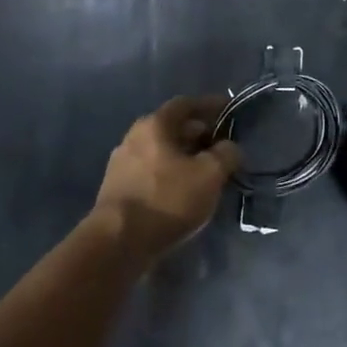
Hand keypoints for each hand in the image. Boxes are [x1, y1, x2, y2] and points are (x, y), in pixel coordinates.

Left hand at [93, 95, 240, 261]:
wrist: (118, 242)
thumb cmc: (167, 199)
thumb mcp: (209, 175)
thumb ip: (225, 155)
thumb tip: (229, 147)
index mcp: (154, 125)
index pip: (185, 104)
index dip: (209, 105)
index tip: (228, 109)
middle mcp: (134, 137)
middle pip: (171, 127)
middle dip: (198, 133)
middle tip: (221, 145)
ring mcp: (121, 163)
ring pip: (161, 151)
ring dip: (184, 156)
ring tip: (206, 171)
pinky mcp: (117, 188)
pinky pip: (151, 171)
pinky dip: (170, 173)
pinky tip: (183, 191)